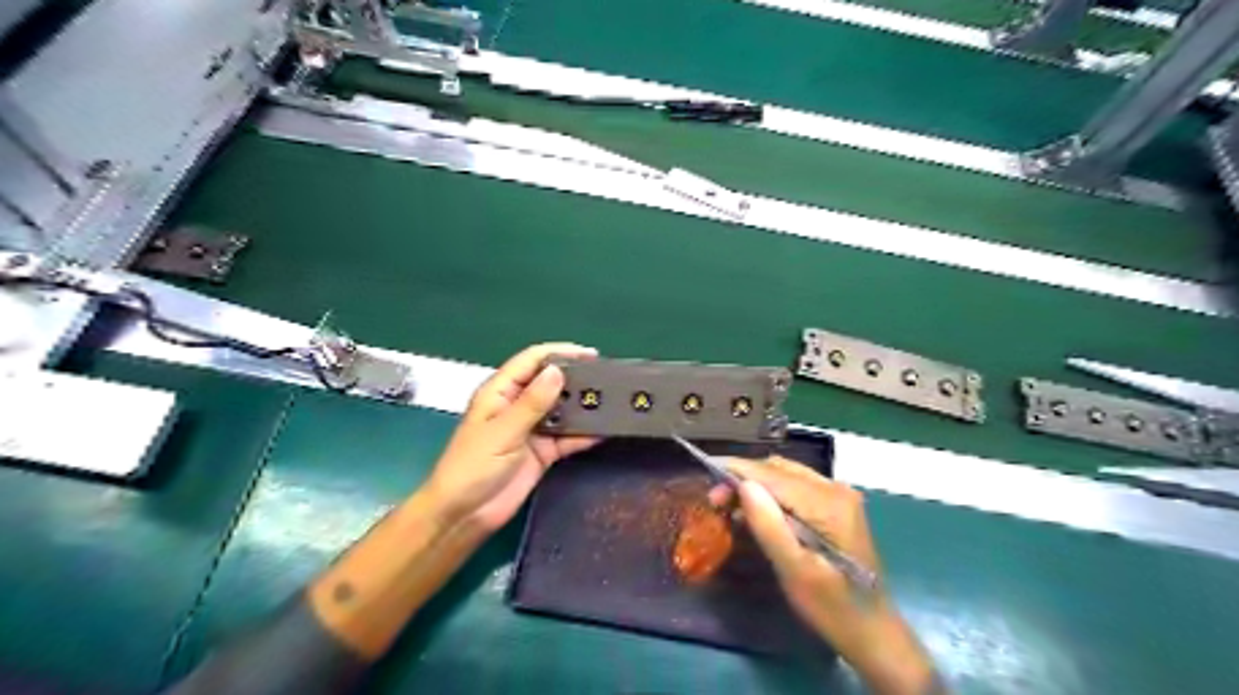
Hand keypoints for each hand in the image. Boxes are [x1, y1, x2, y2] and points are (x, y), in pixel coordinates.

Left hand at [427, 344, 600, 533]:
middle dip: (577, 379)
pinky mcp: (543, 452)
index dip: (560, 353)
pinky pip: (568, 438)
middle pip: (551, 383)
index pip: (532, 361)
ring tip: (614, 402)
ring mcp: (532, 429)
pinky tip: (605, 430)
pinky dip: (584, 434)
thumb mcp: (503, 431)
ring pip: (562, 410)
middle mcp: (518, 405)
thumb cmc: (473, 466)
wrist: (464, 515)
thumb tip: (557, 371)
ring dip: (583, 406)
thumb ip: (532, 403)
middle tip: (608, 379)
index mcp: (501, 392)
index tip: (591, 355)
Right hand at [723, 460, 933, 691]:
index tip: (706, 470)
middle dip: (744, 477)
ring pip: (786, 475)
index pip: (773, 474)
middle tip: (715, 500)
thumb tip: (743, 485)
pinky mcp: (836, 505)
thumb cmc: (831, 606)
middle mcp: (836, 489)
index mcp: (828, 503)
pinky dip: (772, 493)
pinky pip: (796, 486)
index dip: (738, 470)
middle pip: (779, 469)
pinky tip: (757, 511)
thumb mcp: (795, 571)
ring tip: (730, 505)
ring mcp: (839, 495)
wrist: (872, 630)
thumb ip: (769, 526)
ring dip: (756, 484)